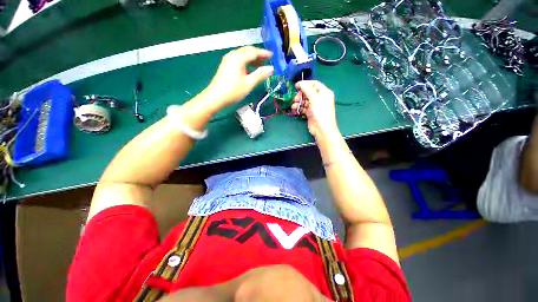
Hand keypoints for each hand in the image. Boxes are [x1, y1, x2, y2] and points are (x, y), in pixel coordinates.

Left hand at [206, 46, 273, 106]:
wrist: (215, 97)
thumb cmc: (233, 91)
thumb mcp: (249, 84)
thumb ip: (260, 75)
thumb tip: (271, 68)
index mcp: (239, 58)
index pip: (254, 52)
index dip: (264, 53)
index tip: (272, 56)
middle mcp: (233, 55)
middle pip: (247, 51)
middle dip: (258, 55)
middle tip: (267, 60)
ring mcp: (228, 60)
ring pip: (243, 55)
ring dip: (252, 58)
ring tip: (260, 65)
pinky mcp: (226, 65)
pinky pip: (238, 59)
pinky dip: (246, 62)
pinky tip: (250, 69)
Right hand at [291, 80, 338, 139]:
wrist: (322, 129)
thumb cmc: (320, 112)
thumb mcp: (314, 98)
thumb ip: (307, 89)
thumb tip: (300, 83)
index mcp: (324, 92)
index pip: (314, 84)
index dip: (305, 83)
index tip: (296, 86)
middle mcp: (320, 98)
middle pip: (308, 92)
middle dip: (300, 95)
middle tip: (295, 98)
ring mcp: (315, 106)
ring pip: (305, 101)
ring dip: (298, 102)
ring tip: (294, 105)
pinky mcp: (310, 113)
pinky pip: (303, 108)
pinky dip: (299, 108)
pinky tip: (295, 109)